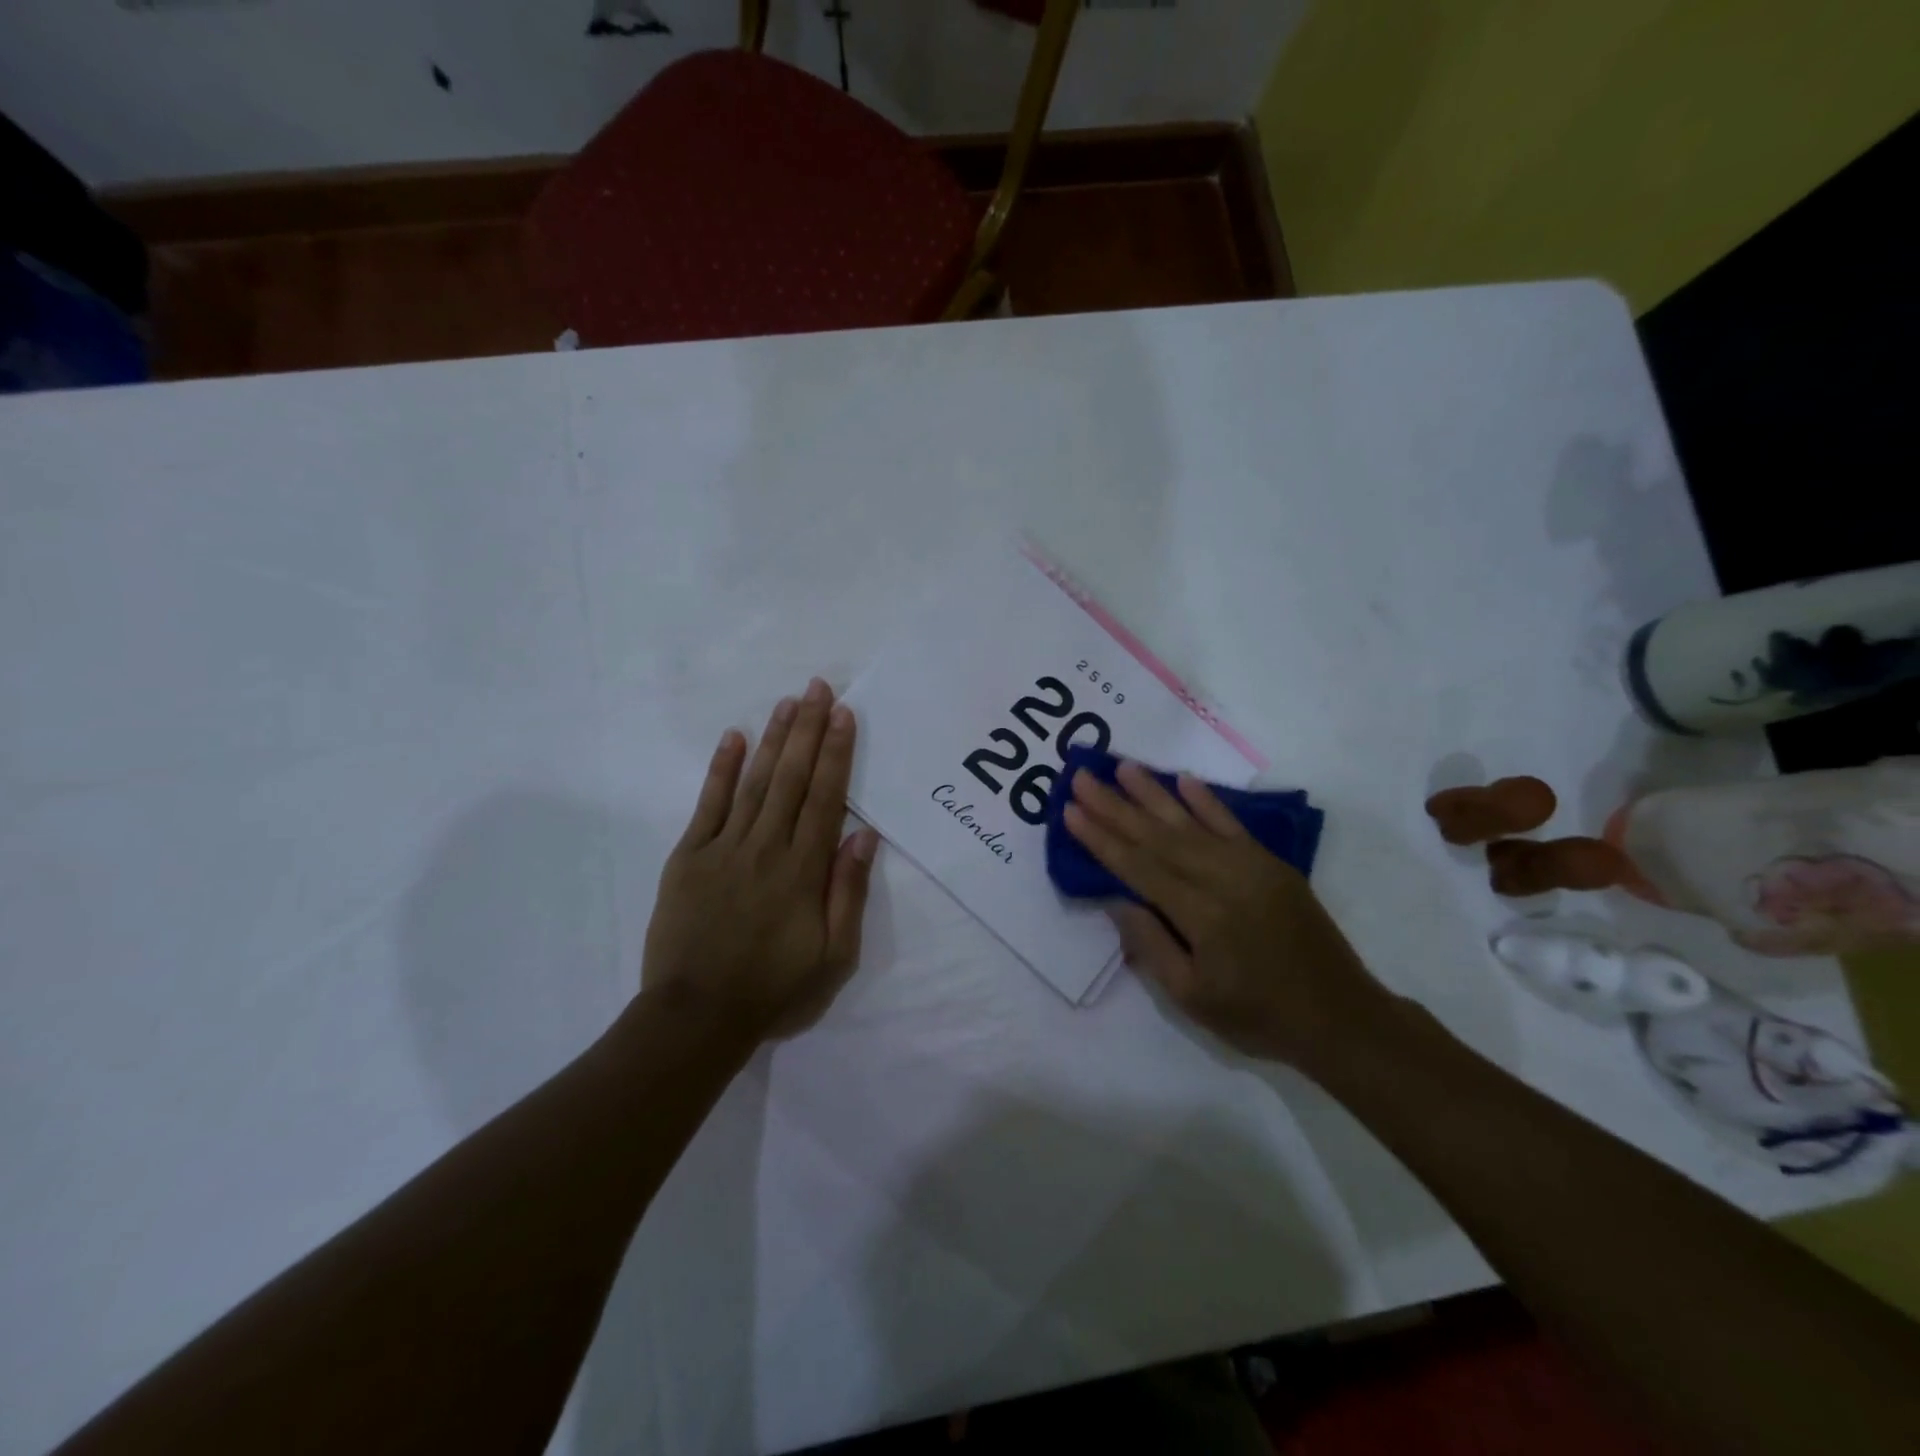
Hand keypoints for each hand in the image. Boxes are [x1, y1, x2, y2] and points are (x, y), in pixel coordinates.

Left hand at [642, 678, 880, 1042]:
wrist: (696, 1018)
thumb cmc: (774, 990)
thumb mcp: (834, 958)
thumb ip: (848, 894)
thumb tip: (865, 836)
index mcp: (803, 870)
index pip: (825, 799)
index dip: (836, 753)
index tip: (844, 715)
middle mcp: (766, 847)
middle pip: (792, 778)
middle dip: (808, 729)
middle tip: (818, 687)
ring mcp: (723, 848)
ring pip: (755, 782)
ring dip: (773, 739)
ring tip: (788, 702)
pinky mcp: (688, 857)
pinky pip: (708, 805)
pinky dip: (721, 769)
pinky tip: (733, 738)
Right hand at [1064, 761, 1391, 1067]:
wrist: (1342, 1017)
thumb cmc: (1258, 1017)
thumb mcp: (1192, 998)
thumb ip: (1151, 945)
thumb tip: (1116, 899)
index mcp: (1202, 915)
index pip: (1139, 867)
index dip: (1101, 839)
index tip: (1071, 810)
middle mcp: (1224, 879)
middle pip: (1158, 836)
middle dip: (1115, 806)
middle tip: (1083, 777)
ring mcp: (1251, 866)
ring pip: (1191, 822)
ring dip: (1153, 793)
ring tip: (1122, 767)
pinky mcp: (1271, 864)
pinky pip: (1232, 824)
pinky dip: (1206, 801)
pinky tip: (1184, 781)